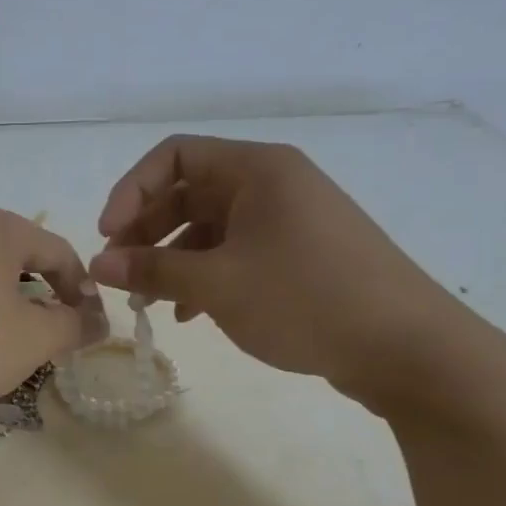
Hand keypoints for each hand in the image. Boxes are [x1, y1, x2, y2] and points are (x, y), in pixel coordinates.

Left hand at [0, 204, 109, 410]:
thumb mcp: (29, 340)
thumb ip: (72, 327)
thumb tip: (99, 320)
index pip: (61, 253)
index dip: (84, 292)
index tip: (91, 330)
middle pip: (21, 259)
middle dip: (44, 299)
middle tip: (53, 339)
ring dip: (7, 306)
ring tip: (11, 344)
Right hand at [90, 135, 488, 406]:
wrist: (407, 348)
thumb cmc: (305, 299)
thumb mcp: (218, 283)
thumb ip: (152, 268)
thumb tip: (98, 263)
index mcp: (256, 169)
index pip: (174, 156)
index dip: (131, 191)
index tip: (108, 236)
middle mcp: (272, 184)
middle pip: (188, 192)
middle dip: (146, 231)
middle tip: (120, 272)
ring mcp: (288, 220)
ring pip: (209, 227)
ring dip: (171, 258)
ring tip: (148, 300)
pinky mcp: (299, 254)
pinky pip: (235, 252)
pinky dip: (205, 275)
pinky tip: (189, 313)